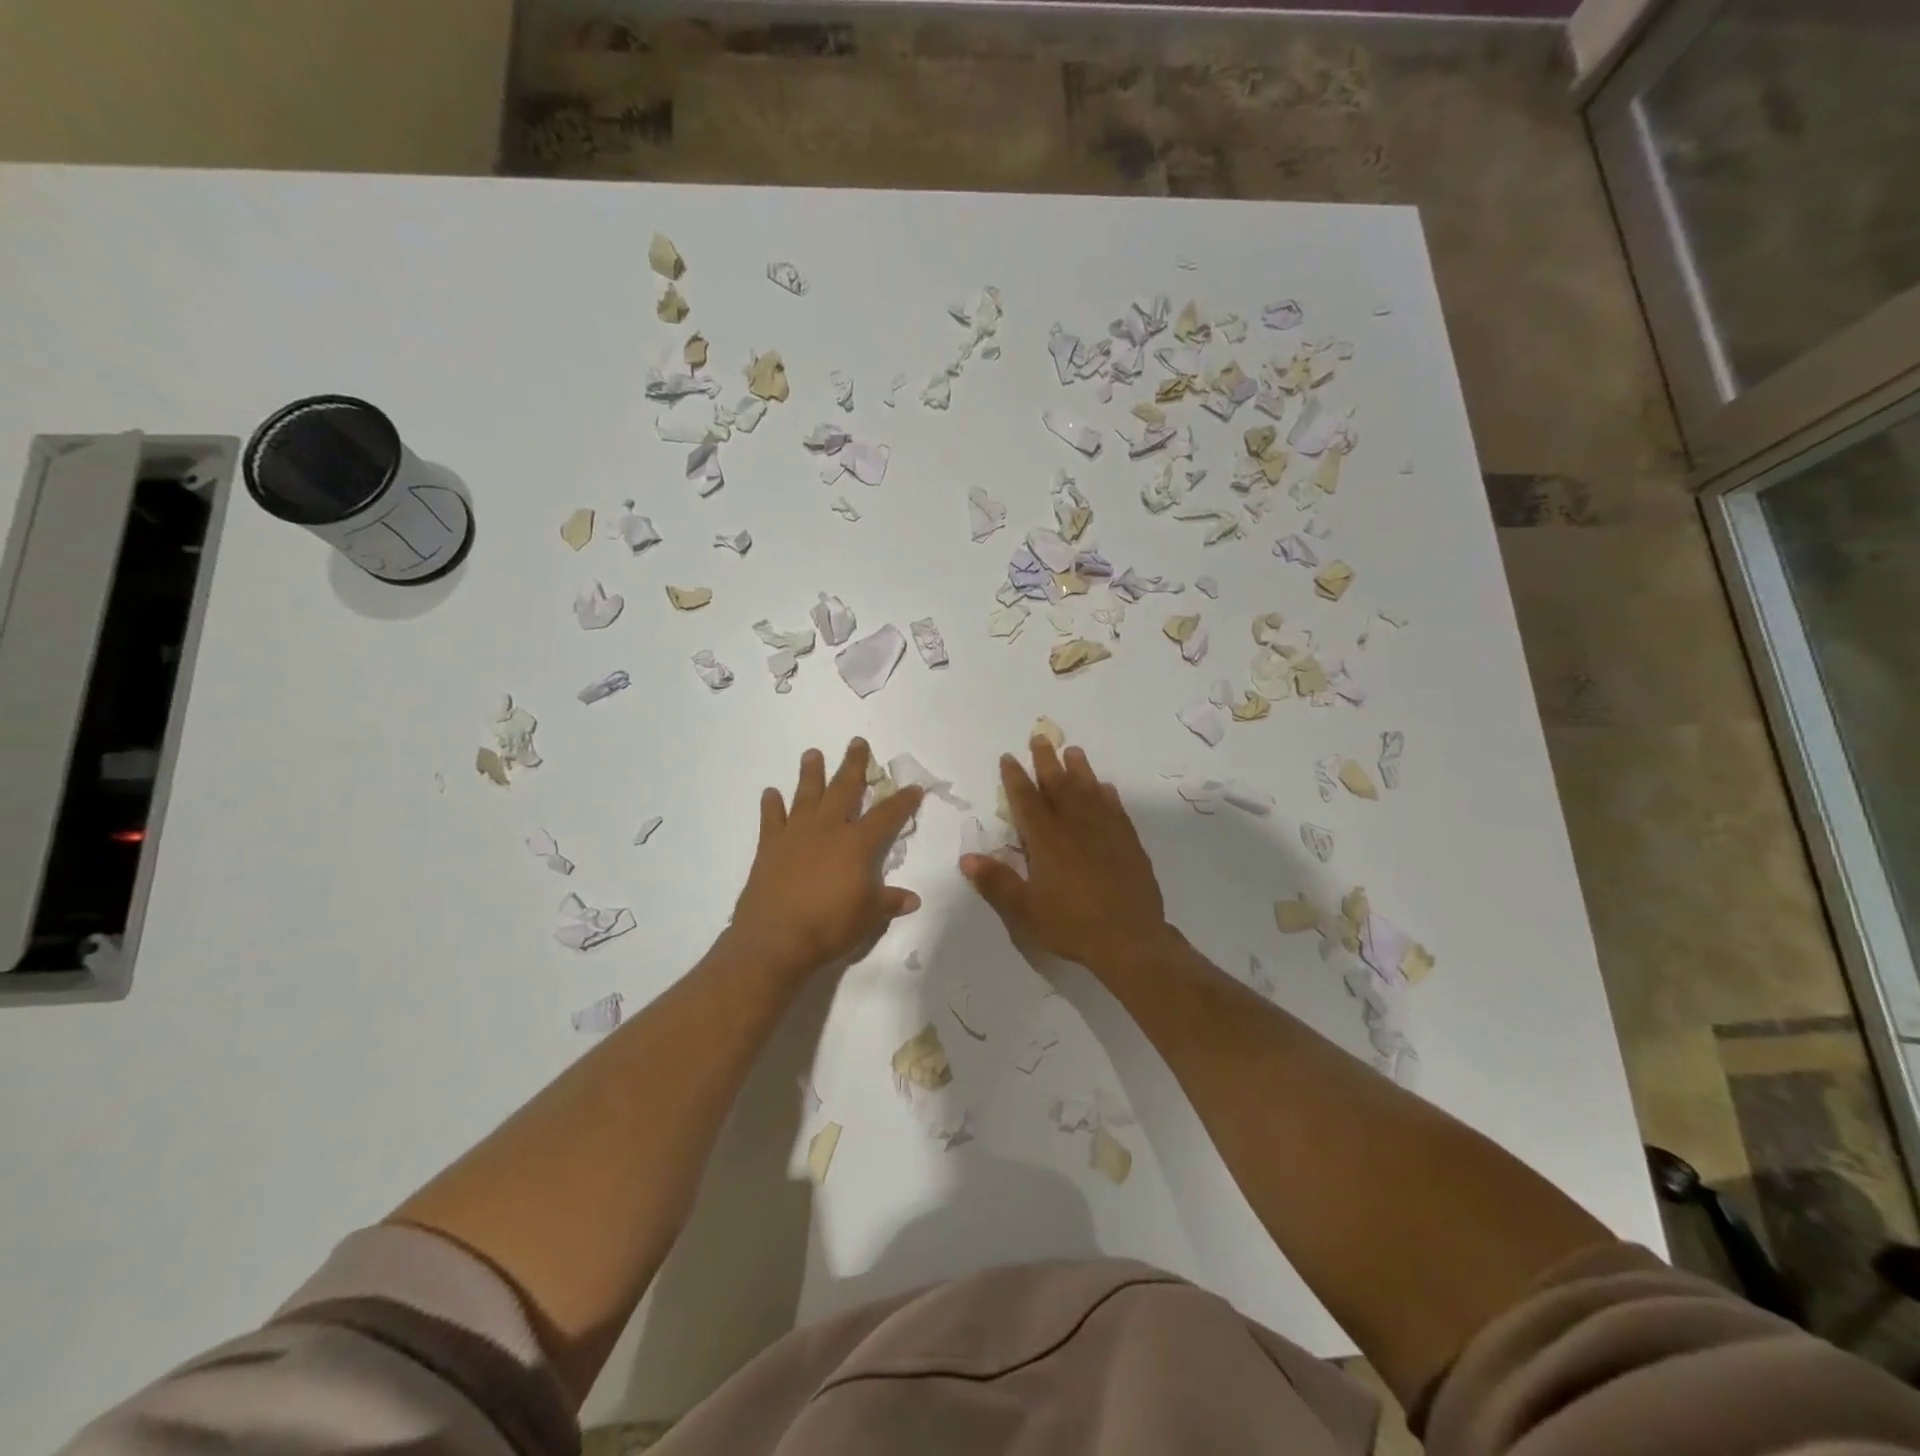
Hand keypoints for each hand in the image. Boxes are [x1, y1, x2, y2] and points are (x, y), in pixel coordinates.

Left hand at [729, 739, 923, 982]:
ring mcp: (796, 835)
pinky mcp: (769, 847)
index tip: (914, 787)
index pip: (887, 815)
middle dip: (854, 765)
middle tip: (857, 742)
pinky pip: (771, 819)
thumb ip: (889, 902)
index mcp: (857, 844)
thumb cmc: (829, 927)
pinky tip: (771, 793)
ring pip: (806, 795)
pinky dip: (771, 805)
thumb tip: (912, 899)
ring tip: (812, 753)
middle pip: (844, 789)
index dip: (903, 801)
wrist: (775, 939)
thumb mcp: (869, 917)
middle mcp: (828, 829)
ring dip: (811, 773)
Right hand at [961, 737, 1170, 975]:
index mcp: (1046, 840)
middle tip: (1040, 738)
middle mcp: (1075, 826)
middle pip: (1058, 786)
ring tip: (1073, 751)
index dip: (1015, 777)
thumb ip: (996, 881)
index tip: (1008, 757)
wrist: (1129, 938)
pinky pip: (1115, 809)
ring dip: (1079, 770)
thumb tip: (966, 858)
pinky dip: (1107, 795)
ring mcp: (1105, 832)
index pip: (1026, 800)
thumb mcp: (1025, 910)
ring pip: (1089, 791)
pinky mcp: (1128, 842)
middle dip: (1046, 761)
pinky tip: (1105, 789)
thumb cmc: (1071, 924)